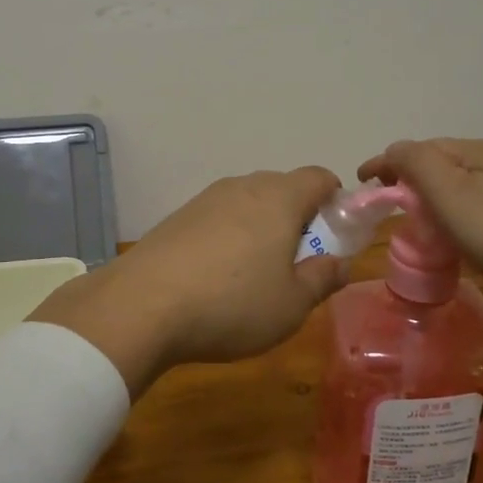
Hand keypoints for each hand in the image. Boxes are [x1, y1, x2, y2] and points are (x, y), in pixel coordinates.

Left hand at [28, 167, 350, 395]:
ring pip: (247, 202)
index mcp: (279, 198)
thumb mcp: (292, 304)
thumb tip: (341, 263)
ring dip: (261, 227)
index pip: (319, 177)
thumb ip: (323, 278)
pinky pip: (218, 218)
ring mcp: (205, 199)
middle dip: (298, 216)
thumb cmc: (233, 304)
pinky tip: (218, 275)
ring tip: (257, 273)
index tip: (336, 234)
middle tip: (299, 261)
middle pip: (282, 188)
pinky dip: (229, 236)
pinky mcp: (177, 217)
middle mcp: (242, 186)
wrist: (142, 305)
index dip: (335, 200)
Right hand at [357, 139, 482, 312]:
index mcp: (477, 150)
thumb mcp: (453, 198)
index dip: (384, 163)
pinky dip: (462, 207)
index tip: (361, 185)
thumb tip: (394, 151)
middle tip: (391, 206)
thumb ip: (417, 166)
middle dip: (410, 178)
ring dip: (436, 194)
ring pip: (464, 180)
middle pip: (441, 161)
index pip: (417, 148)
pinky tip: (466, 230)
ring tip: (423, 221)